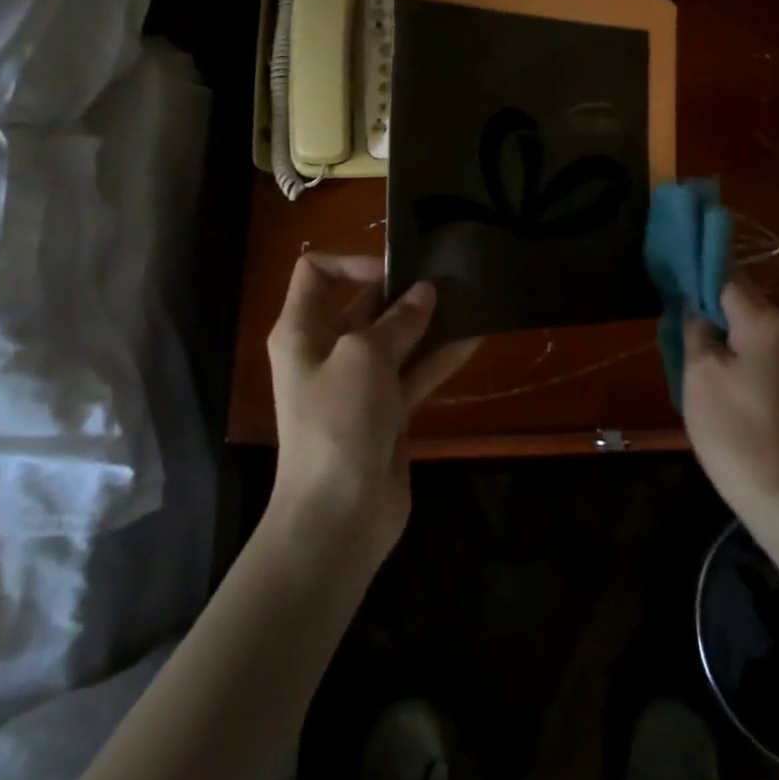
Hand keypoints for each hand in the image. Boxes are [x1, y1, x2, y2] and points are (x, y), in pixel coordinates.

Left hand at [265, 253, 478, 564]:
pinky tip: (475, 337)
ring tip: (469, 299)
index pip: (317, 273)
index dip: (353, 262)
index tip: (396, 272)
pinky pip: (414, 373)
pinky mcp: (386, 411)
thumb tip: (425, 292)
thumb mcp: (365, 358)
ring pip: (396, 339)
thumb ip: (399, 320)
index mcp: (303, 330)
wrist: (338, 517)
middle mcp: (327, 350)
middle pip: (364, 303)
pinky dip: (440, 357)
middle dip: (403, 290)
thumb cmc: (338, 422)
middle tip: (448, 276)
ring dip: (428, 322)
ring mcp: (359, 383)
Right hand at [682, 273, 778, 524]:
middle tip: (670, 302)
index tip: (669, 271)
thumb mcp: (700, 372)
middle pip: (740, 295)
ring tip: (683, 326)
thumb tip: (692, 304)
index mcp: (764, 321)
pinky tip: (707, 352)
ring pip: (747, 318)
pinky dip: (731, 338)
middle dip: (706, 295)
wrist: (777, 491)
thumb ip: (695, 328)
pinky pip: (755, 340)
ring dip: (717, 318)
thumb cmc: (732, 428)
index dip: (696, 272)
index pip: (727, 277)